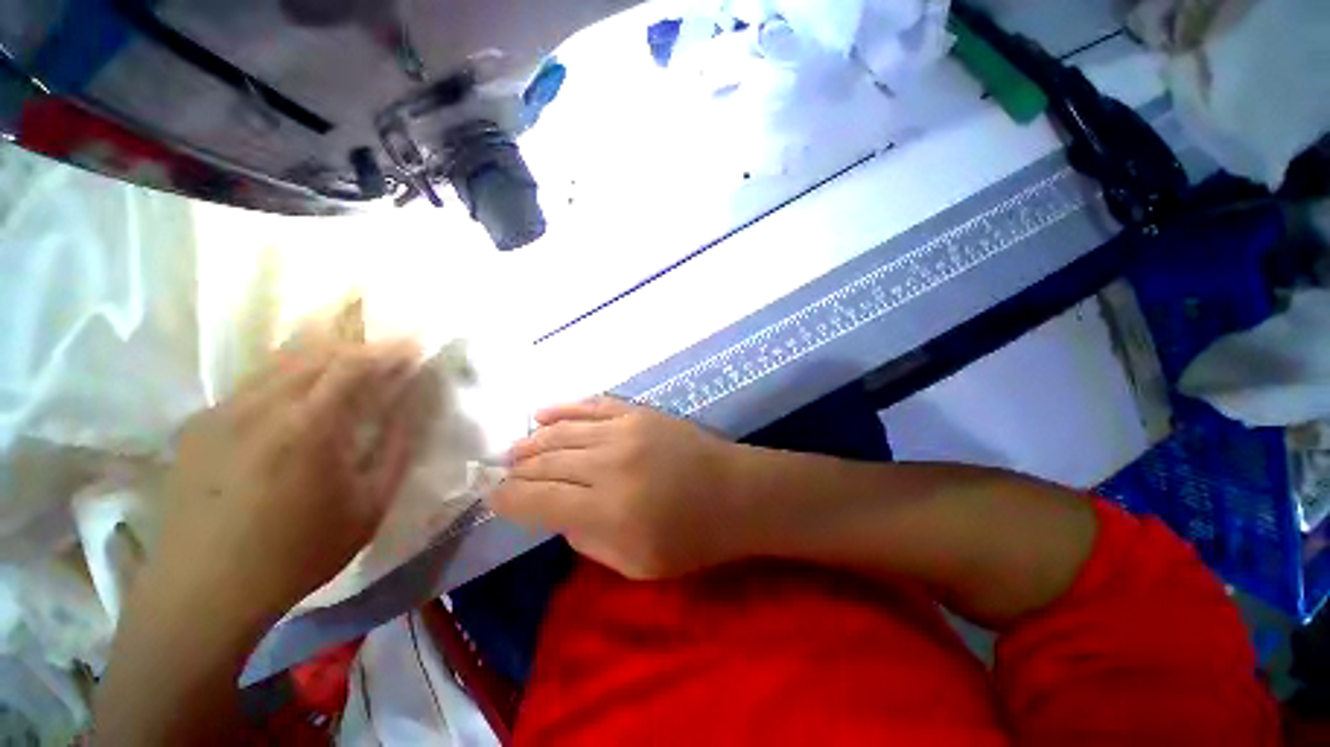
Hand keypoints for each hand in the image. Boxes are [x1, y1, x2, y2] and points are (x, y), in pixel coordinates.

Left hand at [147, 340, 419, 628]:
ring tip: (349, 369)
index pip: (353, 364)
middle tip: (386, 359)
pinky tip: (301, 397)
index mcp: (306, 427)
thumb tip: (411, 408)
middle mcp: (258, 406)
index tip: (413, 347)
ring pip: (279, 360)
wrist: (201, 592)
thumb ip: (395, 449)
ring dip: (322, 356)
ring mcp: (220, 411)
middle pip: (315, 351)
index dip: (388, 350)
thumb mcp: (368, 507)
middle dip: (358, 348)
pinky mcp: (198, 424)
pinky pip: (253, 382)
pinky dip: (288, 375)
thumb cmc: (296, 554)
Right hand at [490, 397, 754, 578]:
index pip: (537, 500)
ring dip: (532, 441)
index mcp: (607, 510)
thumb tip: (556, 513)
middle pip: (545, 462)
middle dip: (516, 470)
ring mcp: (625, 430)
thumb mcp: (635, 564)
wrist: (737, 492)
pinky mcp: (639, 412)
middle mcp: (609, 464)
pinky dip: (563, 410)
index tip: (493, 498)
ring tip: (515, 449)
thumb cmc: (692, 538)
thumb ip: (586, 539)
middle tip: (500, 473)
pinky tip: (542, 414)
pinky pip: (591, 406)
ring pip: (561, 431)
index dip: (508, 499)